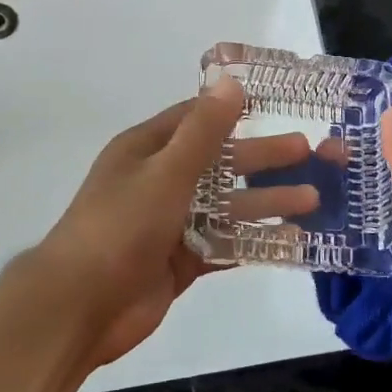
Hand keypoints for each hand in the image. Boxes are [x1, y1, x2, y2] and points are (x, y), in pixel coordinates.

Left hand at [36, 78, 323, 371]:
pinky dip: (254, 241)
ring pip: (227, 205)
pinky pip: (224, 244)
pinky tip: (292, 241)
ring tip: (313, 198)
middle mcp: (160, 180)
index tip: (278, 103)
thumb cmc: (119, 227)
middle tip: (310, 151)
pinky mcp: (180, 260)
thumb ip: (203, 131)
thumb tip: (231, 83)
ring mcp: (171, 223)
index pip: (197, 119)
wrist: (78, 309)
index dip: (235, 110)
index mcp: (148, 149)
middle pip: (220, 162)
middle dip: (264, 158)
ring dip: (266, 200)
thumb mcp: (165, 172)